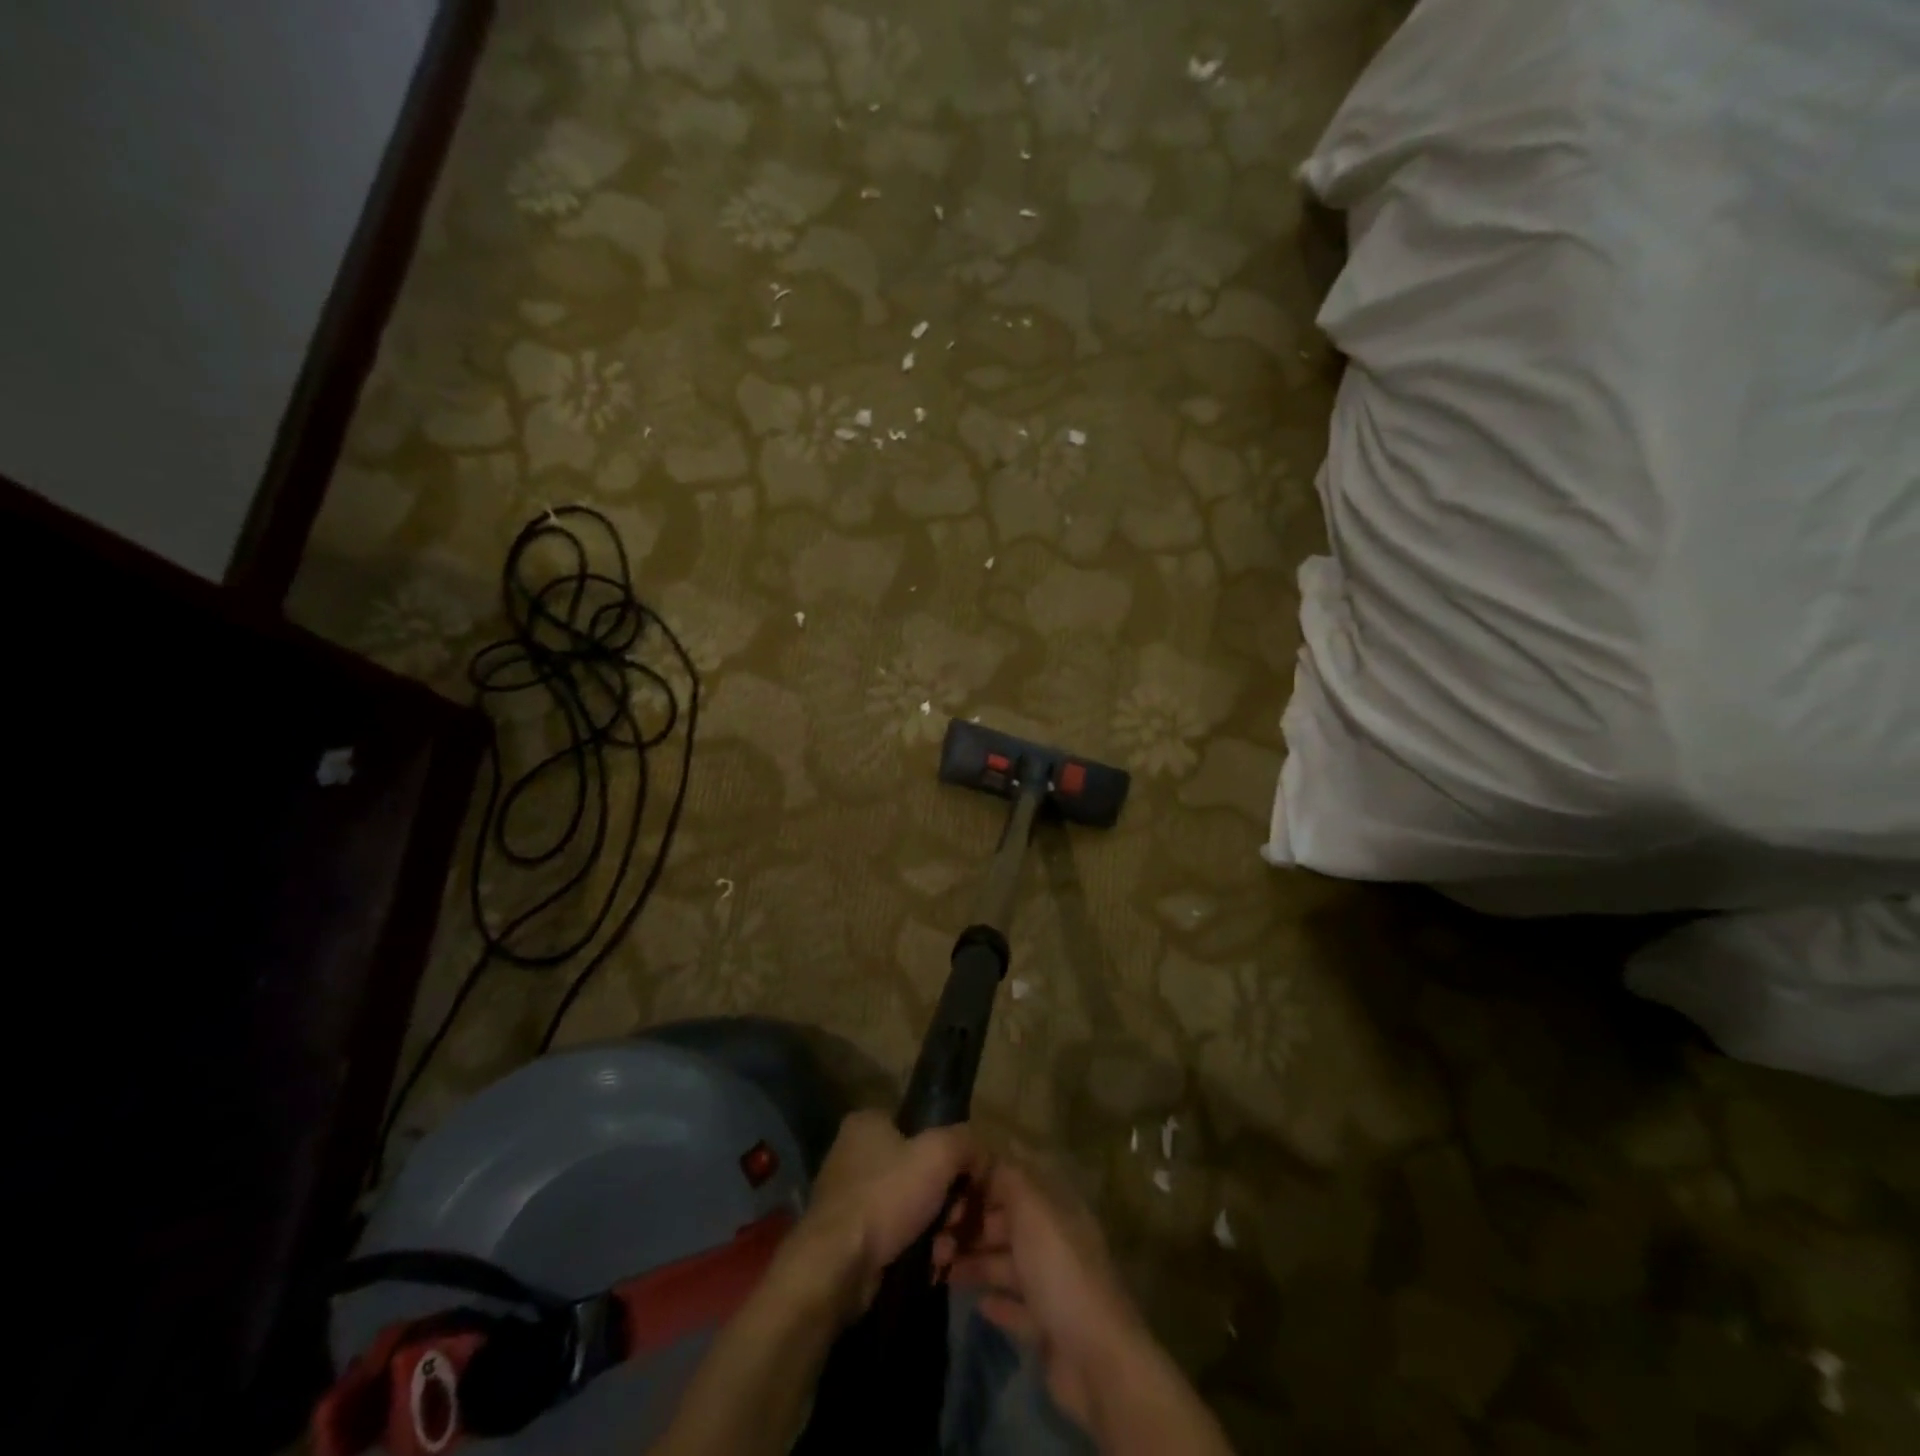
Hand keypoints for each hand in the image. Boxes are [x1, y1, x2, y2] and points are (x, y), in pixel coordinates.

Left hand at [773, 1111, 979, 1324]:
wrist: (837, 1267)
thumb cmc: (886, 1196)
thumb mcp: (938, 1154)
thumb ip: (965, 1142)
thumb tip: (980, 1154)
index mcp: (868, 1122)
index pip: (921, 1127)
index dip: (948, 1154)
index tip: (967, 1182)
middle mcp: (853, 1153)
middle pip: (918, 1170)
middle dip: (946, 1200)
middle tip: (957, 1222)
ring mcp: (849, 1197)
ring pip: (910, 1206)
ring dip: (936, 1228)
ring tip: (946, 1250)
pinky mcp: (849, 1237)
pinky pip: (895, 1235)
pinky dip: (915, 1248)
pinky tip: (930, 1264)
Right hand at [934, 1155, 1153, 1430]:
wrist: (1096, 1361)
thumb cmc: (1060, 1272)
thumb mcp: (1033, 1211)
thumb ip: (1009, 1179)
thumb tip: (987, 1153)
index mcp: (1056, 1207)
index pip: (1014, 1182)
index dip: (981, 1182)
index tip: (944, 1188)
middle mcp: (1056, 1239)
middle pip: (1008, 1223)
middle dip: (972, 1226)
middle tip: (934, 1237)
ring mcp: (1054, 1284)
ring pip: (1007, 1263)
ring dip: (976, 1263)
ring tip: (941, 1269)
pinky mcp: (1048, 1326)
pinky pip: (1017, 1305)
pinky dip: (997, 1302)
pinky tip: (976, 1303)